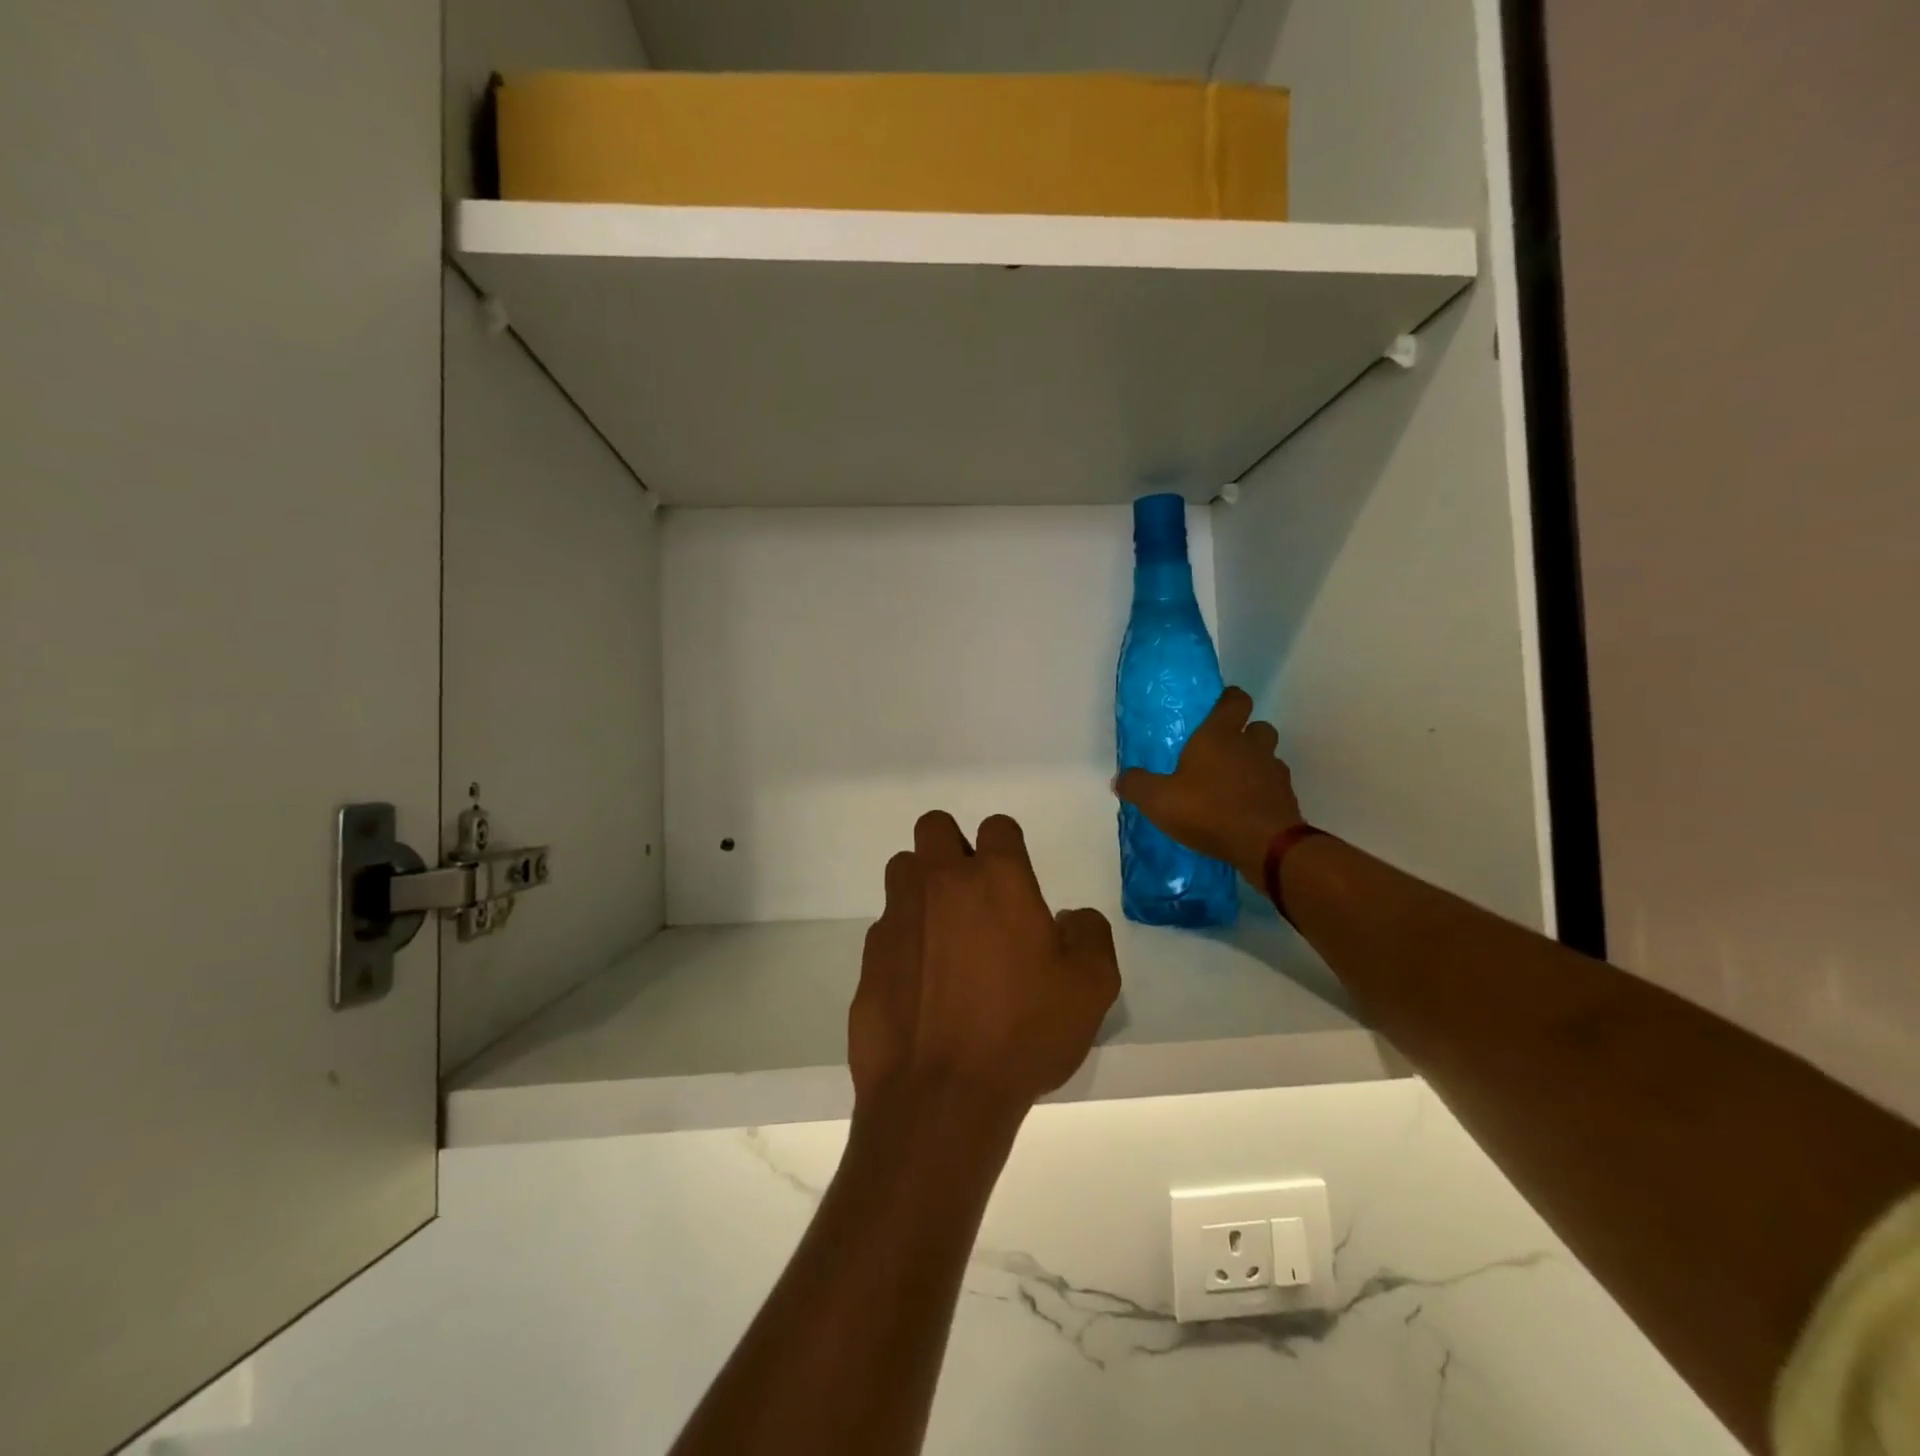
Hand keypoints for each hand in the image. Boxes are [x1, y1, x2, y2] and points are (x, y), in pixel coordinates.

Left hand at [850, 812, 1120, 1119]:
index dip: (1007, 846)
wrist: (941, 1095)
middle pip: (934, 827)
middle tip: (973, 892)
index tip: (1014, 879)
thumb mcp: (1091, 987)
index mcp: (996, 879)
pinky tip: (920, 981)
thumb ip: (1090, 934)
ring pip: (903, 869)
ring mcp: (898, 915)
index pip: (997, 826)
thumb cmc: (1024, 1033)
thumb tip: (1069, 919)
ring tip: (944, 932)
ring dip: (922, 885)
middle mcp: (941, 882)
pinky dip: (904, 938)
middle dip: (952, 846)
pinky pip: (887, 925)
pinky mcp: (871, 953)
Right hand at [1114, 686, 1302, 884]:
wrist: (1264, 845)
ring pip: (1269, 757)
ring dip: (1255, 764)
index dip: (1229, 699)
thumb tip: (1120, 778)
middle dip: (1246, 734)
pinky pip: (1274, 787)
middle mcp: (1252, 746)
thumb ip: (1137, 785)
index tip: (1218, 707)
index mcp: (1220, 735)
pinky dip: (1263, 793)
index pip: (1234, 700)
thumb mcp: (1158, 799)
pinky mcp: (1287, 799)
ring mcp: (1274, 772)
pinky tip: (1245, 809)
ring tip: (1233, 784)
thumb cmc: (1208, 809)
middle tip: (1224, 751)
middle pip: (1258, 727)